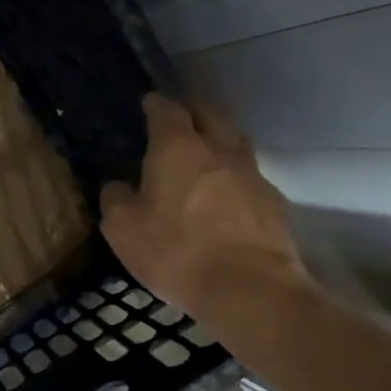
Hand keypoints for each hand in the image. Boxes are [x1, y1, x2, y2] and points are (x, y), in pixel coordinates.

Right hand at [99, 93, 314, 335]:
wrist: (250, 288)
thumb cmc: (176, 251)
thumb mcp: (123, 229)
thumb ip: (116, 199)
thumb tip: (118, 185)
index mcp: (177, 149)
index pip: (167, 111)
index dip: (156, 105)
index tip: (149, 102)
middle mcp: (219, 151)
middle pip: (211, 116)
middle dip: (194, 112)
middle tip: (181, 118)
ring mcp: (252, 175)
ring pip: (236, 143)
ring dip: (220, 140)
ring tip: (207, 151)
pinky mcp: (273, 204)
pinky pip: (251, 177)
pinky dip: (236, 177)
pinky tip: (228, 195)